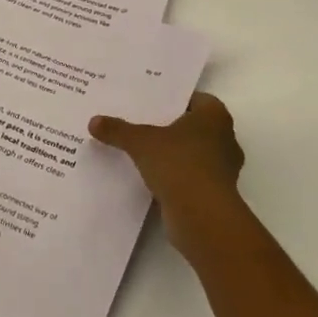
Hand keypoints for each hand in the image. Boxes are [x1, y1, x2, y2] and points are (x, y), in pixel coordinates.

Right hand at [90, 92, 247, 259]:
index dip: (172, 99)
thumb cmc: (179, 164)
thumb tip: (93, 121)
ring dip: (172, 154)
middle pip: (192, 126)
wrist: (203, 218)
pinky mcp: (215, 194)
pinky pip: (190, 177)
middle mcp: (224, 138)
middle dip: (169, 126)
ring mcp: (222, 169)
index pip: (193, 98)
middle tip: (140, 122)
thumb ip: (118, 130)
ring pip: (192, 153)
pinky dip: (175, 177)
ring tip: (142, 150)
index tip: (149, 101)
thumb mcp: (141, 142)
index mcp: (214, 116)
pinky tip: (151, 177)